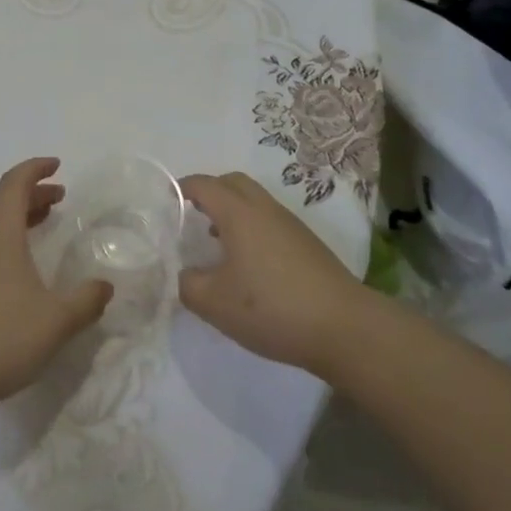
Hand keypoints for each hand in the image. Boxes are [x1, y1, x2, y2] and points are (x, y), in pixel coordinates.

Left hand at [0, 157, 112, 417]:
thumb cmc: (3, 336)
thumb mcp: (57, 321)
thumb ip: (86, 300)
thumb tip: (105, 286)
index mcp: (0, 235)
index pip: (14, 184)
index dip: (35, 168)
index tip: (58, 165)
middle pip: (5, 202)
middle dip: (34, 193)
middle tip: (62, 197)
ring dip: (22, 217)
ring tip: (48, 223)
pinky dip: (11, 240)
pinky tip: (27, 266)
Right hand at [178, 172, 366, 376]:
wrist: (344, 327)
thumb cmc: (272, 307)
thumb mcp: (215, 303)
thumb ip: (188, 284)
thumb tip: (185, 274)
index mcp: (238, 213)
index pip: (204, 185)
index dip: (182, 188)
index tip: (166, 199)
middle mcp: (264, 209)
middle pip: (232, 182)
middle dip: (210, 191)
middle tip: (192, 214)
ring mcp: (290, 225)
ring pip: (254, 201)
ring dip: (232, 211)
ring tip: (216, 242)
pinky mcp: (307, 244)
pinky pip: (270, 221)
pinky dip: (252, 228)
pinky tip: (248, 264)